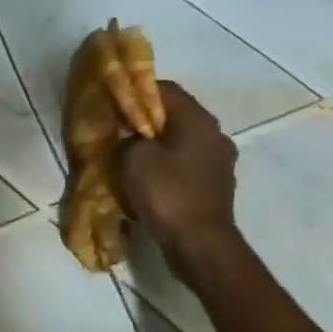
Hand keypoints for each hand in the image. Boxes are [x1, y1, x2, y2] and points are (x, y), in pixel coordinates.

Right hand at [118, 81, 240, 279]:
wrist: (199, 242)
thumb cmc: (166, 193)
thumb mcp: (133, 158)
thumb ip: (127, 138)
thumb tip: (127, 134)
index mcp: (197, 120)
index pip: (164, 89)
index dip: (135, 91)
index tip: (113, 103)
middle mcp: (214, 134)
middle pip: (174, 115)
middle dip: (144, 121)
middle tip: (116, 132)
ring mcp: (219, 160)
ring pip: (180, 140)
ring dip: (156, 145)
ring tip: (129, 157)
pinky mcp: (215, 183)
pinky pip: (185, 163)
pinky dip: (166, 165)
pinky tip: (148, 179)